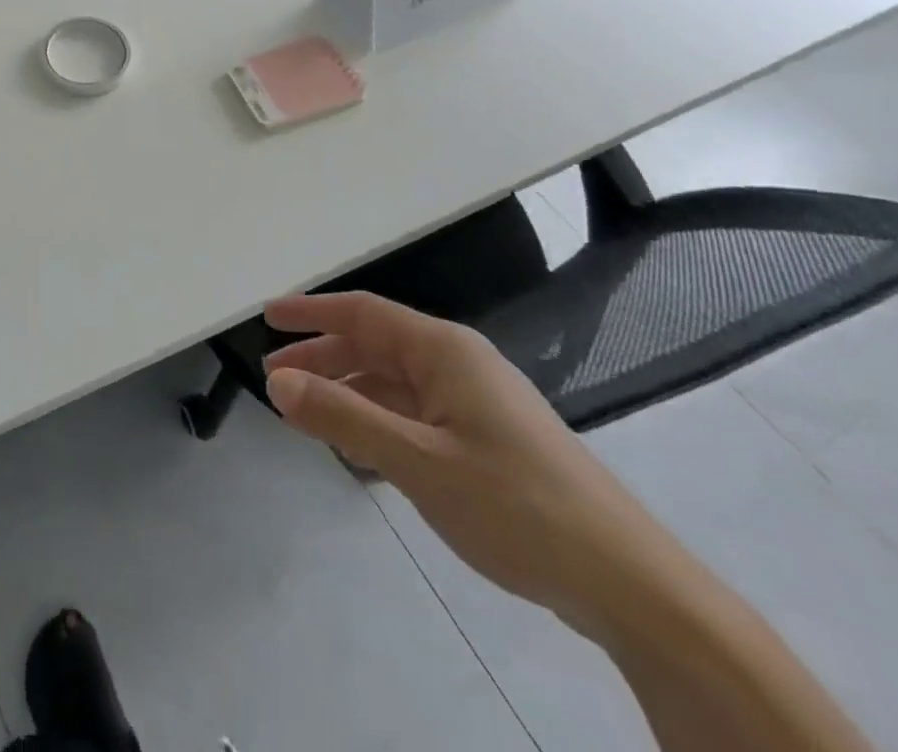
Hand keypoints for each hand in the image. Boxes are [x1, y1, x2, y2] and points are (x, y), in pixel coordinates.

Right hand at [263, 292, 677, 639]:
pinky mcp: (488, 440)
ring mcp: (476, 402)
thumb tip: (278, 383)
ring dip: (347, 395)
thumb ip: (343, 417)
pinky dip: (378, 423)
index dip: (310, 312)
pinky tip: (359, 452)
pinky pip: (415, 415)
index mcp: (444, 351)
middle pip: (374, 346)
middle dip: (322, 358)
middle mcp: (458, 364)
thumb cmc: (518, 506)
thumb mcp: (418, 462)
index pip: (361, 313)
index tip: (266, 318)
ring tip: (306, 418)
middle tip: (276, 381)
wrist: (631, 586)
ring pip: (393, 383)